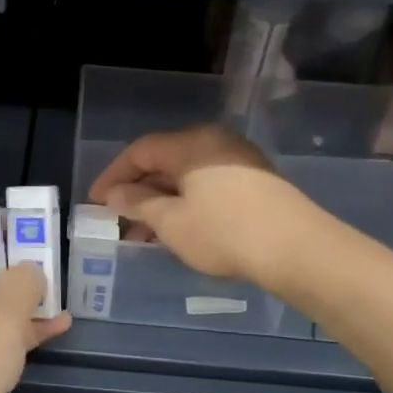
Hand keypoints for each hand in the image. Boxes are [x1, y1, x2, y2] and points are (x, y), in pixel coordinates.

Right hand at [89, 125, 311, 286]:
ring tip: (144, 234)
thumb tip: (116, 194)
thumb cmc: (224, 232)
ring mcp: (239, 160)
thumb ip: (138, 204)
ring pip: (187, 176)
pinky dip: (186, 204)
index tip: (95, 201)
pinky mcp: (256, 182)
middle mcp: (215, 142)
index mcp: (191, 144)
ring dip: (162, 201)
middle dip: (137, 192)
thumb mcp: (171, 222)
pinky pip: (208, 185)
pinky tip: (178, 230)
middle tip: (118, 221)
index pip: (140, 151)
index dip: (113, 176)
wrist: (298, 249)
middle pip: (165, 162)